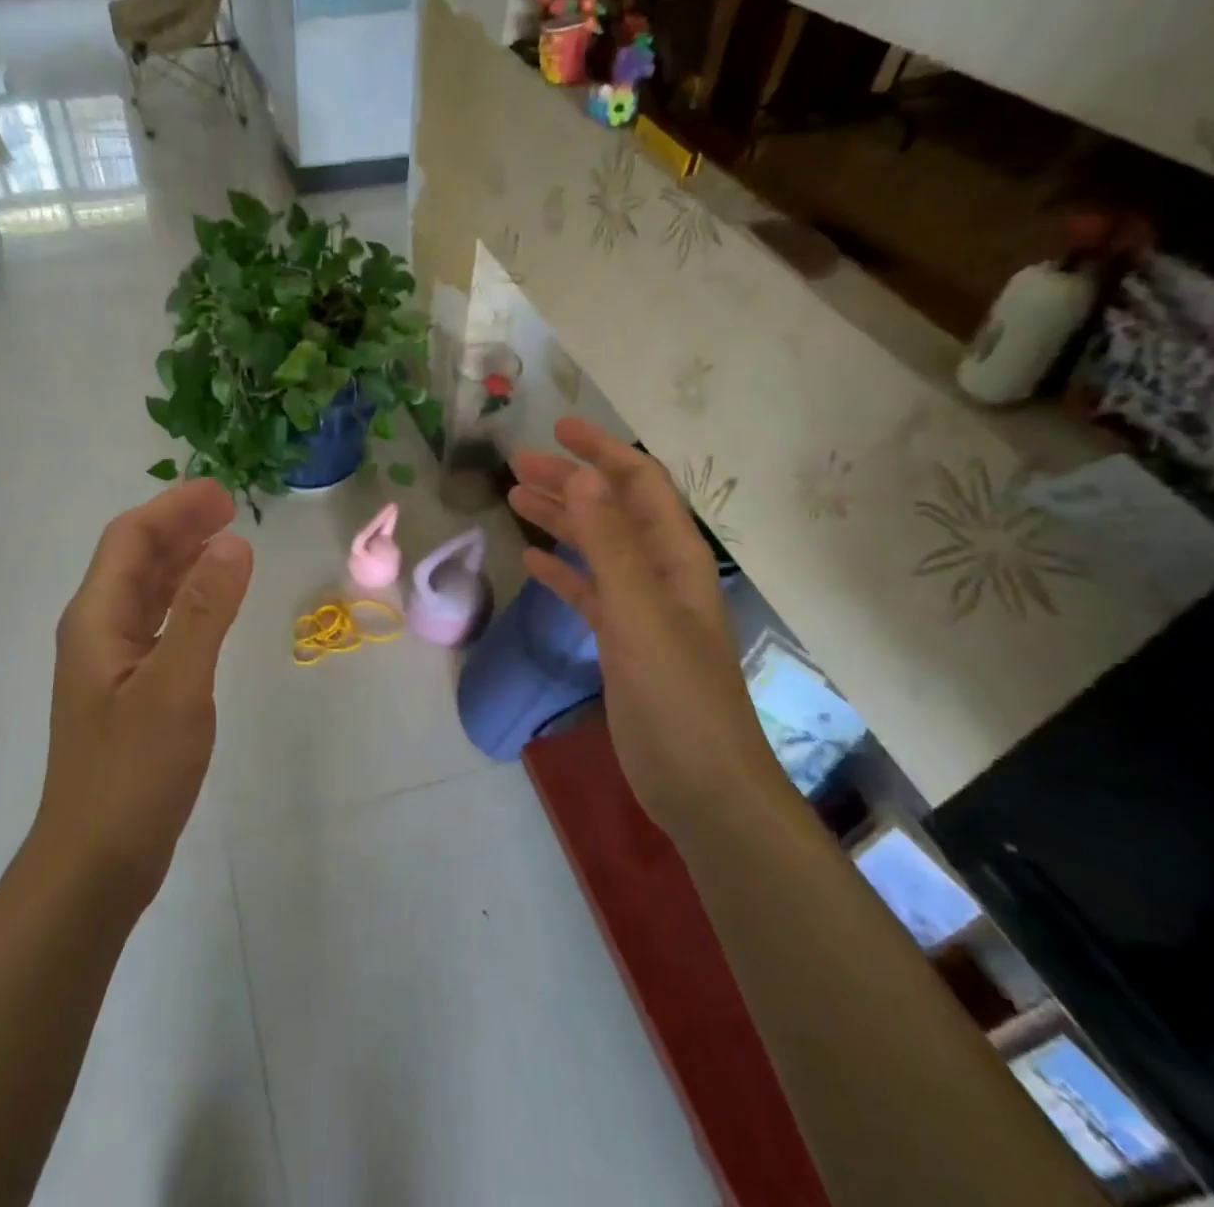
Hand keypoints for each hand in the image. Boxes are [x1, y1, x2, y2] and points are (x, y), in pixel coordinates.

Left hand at [34, 480, 254, 904]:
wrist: (96, 860)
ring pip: (147, 591)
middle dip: (180, 526)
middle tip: (231, 509)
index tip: (223, 493)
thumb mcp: (176, 686)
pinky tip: (213, 604)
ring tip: (227, 542)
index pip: (130, 540)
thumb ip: (206, 612)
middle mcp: (98, 630)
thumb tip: (234, 543)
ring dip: (183, 560)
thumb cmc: (133, 772)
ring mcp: (111, 661)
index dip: (174, 509)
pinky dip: (187, 600)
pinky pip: (158, 623)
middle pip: (135, 559)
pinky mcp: (129, 689)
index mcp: (97, 619)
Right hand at [508, 418, 781, 825]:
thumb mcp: (639, 612)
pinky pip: (586, 592)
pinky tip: (530, 562)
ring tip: (514, 500)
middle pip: (611, 511)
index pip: (639, 485)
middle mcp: (659, 574)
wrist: (699, 784)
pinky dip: (560, 571)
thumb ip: (610, 543)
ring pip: (595, 548)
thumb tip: (582, 474)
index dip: (603, 452)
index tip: (558, 430)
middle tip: (517, 465)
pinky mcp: (620, 641)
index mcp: (674, 558)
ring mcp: (639, 609)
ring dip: (560, 520)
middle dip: (569, 482)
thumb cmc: (675, 694)